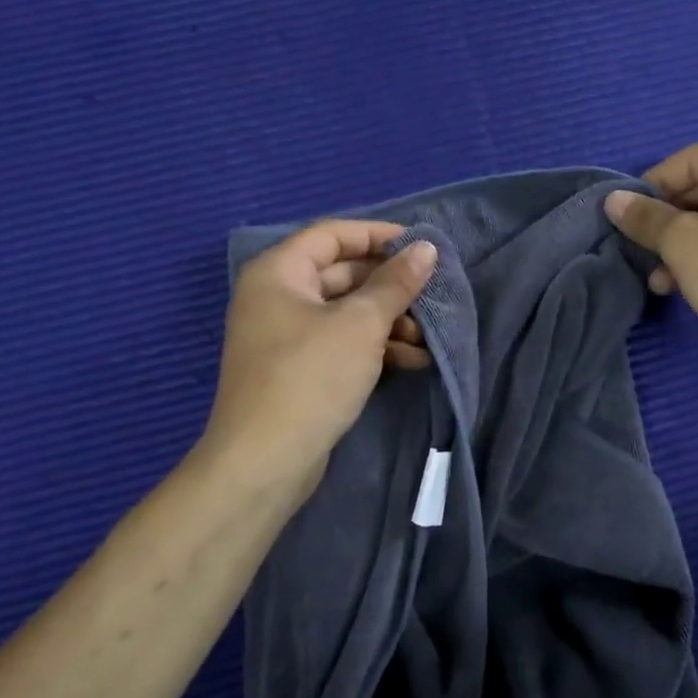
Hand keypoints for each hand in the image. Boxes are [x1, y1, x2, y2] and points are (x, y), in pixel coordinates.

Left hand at [198, 221, 437, 513]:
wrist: (265, 462)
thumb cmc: (311, 377)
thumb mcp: (361, 324)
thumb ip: (396, 283)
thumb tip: (426, 247)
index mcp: (279, 272)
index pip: (333, 234)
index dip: (379, 235)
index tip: (422, 247)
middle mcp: (278, 296)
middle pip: (344, 274)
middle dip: (391, 288)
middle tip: (432, 297)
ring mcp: (287, 335)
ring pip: (348, 312)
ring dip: (390, 322)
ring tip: (426, 339)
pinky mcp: (301, 369)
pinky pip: (343, 343)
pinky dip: (376, 348)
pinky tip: (413, 362)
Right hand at [605, 143, 697, 364]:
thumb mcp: (683, 244)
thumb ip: (646, 218)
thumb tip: (614, 200)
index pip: (691, 160)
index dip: (653, 185)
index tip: (629, 218)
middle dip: (668, 223)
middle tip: (643, 252)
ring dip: (685, 246)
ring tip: (661, 281)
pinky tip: (690, 287)